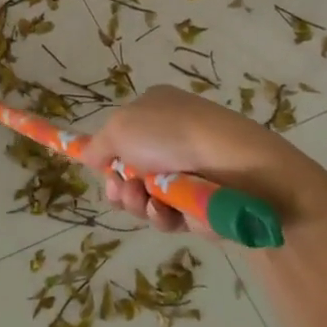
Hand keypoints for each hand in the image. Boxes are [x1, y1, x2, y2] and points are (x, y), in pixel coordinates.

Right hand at [82, 85, 326, 235]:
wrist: (235, 166)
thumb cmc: (171, 135)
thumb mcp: (119, 128)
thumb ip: (97, 146)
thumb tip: (91, 158)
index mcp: (154, 109)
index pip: (121, 135)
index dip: (108, 155)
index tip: (100, 169)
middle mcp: (170, 138)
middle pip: (129, 172)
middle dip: (120, 186)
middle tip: (123, 190)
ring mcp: (187, 171)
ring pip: (145, 198)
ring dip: (137, 203)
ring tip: (146, 200)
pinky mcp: (201, 203)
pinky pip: (169, 217)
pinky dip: (163, 216)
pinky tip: (167, 212)